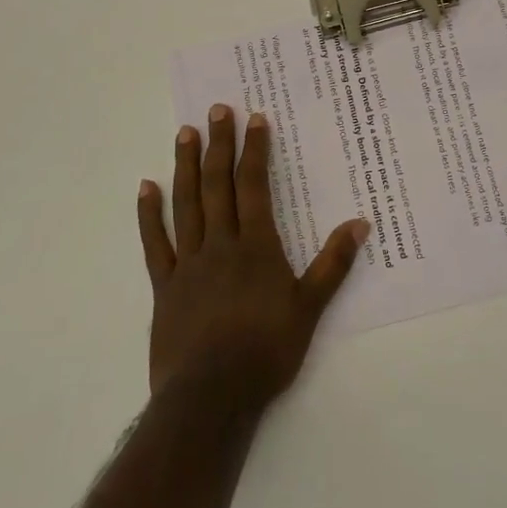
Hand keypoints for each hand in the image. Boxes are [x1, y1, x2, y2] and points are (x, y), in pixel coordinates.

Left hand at [138, 106, 368, 405]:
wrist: (212, 397)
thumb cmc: (266, 351)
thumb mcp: (309, 308)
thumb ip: (333, 264)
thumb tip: (361, 223)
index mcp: (255, 246)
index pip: (254, 187)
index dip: (255, 151)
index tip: (254, 119)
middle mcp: (219, 244)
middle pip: (218, 185)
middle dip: (219, 145)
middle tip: (217, 110)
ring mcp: (188, 263)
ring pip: (186, 204)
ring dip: (185, 166)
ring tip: (185, 132)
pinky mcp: (164, 286)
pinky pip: (154, 243)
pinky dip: (148, 215)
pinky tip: (145, 187)